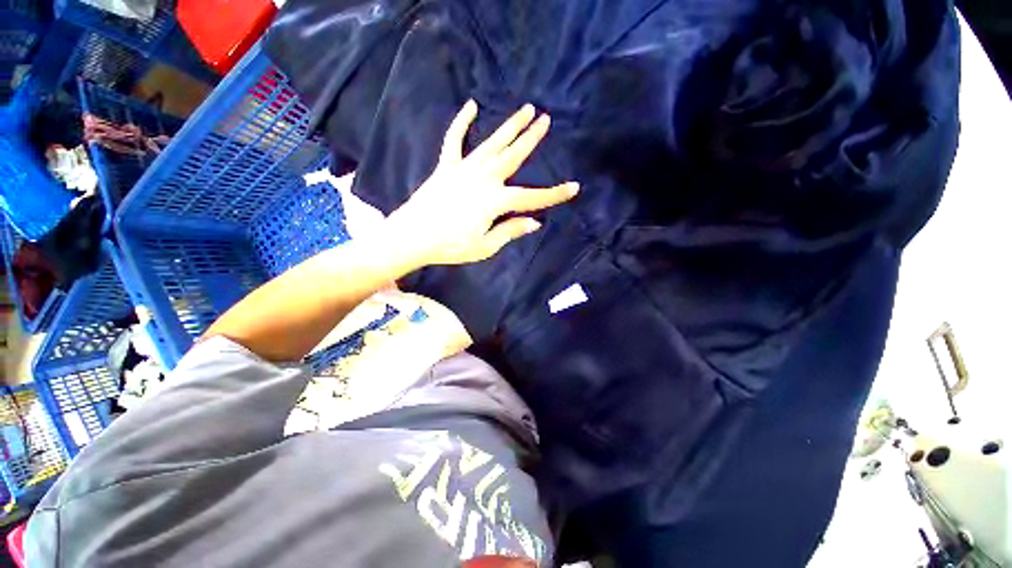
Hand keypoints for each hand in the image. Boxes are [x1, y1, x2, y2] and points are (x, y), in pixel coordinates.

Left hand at [387, 100, 578, 267]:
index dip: (554, 195)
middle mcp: (484, 179)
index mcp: (495, 201)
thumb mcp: (485, 246)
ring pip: (492, 143)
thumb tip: (535, 222)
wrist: (412, 236)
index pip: (532, 197)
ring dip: (510, 126)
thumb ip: (510, 230)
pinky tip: (470, 106)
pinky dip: (461, 122)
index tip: (574, 188)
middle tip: (546, 119)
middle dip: (532, 138)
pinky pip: (454, 140)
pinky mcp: (446, 166)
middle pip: (513, 156)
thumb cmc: (451, 246)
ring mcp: (464, 169)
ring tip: (525, 109)